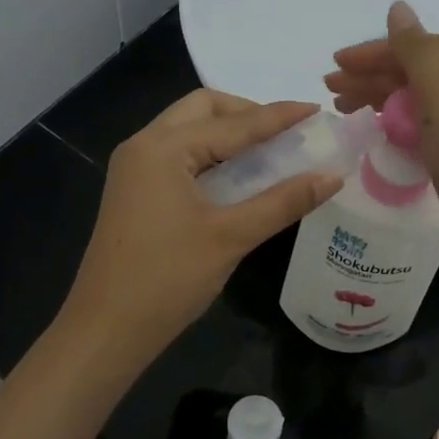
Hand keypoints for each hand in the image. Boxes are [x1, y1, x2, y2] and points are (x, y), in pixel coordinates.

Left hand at [60, 89, 343, 363]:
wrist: (105, 329)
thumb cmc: (168, 279)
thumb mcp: (231, 237)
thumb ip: (283, 202)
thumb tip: (333, 177)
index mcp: (163, 148)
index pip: (233, 122)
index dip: (278, 116)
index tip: (316, 109)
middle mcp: (143, 146)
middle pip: (202, 109)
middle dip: (246, 113)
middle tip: (286, 133)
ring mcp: (134, 169)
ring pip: (187, 130)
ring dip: (227, 132)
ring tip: (269, 150)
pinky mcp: (134, 191)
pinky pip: (178, 155)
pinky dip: (210, 155)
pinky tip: (237, 175)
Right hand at [326, 1, 438, 281]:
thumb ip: (414, 49)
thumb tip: (398, 7)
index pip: (424, 45)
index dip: (376, 53)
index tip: (334, 64)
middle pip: (423, 70)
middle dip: (375, 77)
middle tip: (331, 89)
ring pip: (424, 97)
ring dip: (383, 98)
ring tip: (342, 107)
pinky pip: (431, 123)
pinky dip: (402, 121)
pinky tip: (375, 124)